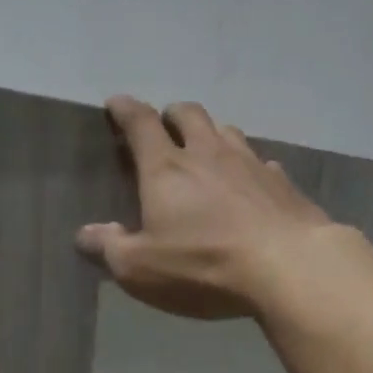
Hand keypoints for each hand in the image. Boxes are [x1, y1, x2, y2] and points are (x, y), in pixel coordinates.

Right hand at [77, 97, 333, 318]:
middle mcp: (208, 154)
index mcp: (166, 169)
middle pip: (189, 115)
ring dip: (212, 134)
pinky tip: (251, 182)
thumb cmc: (202, 266)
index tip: (116, 104)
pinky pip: (261, 163)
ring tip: (206, 149)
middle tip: (165, 125)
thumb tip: (86, 234)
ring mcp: (250, 164)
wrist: (286, 266)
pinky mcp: (282, 184)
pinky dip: (249, 166)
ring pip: (227, 131)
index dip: (125, 110)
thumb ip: (110, 248)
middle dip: (172, 115)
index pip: (140, 124)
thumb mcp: (140, 268)